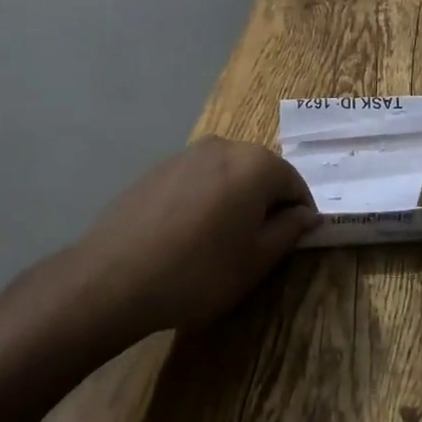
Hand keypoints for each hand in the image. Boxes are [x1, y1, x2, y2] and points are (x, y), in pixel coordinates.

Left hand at [80, 138, 318, 333]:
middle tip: (256, 245)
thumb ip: (288, 231)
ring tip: (218, 242)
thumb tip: (306, 214)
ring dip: (233, 200)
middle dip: (265, 203)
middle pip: (260, 172)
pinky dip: (203, 199)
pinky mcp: (158, 167)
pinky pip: (196, 179)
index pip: (294, 182)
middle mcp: (225, 146)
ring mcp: (187, 153)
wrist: (114, 276)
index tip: (293, 243)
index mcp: (256, 163)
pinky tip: (186, 235)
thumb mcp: (255, 260)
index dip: (299, 213)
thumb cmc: (199, 271)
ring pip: (226, 174)